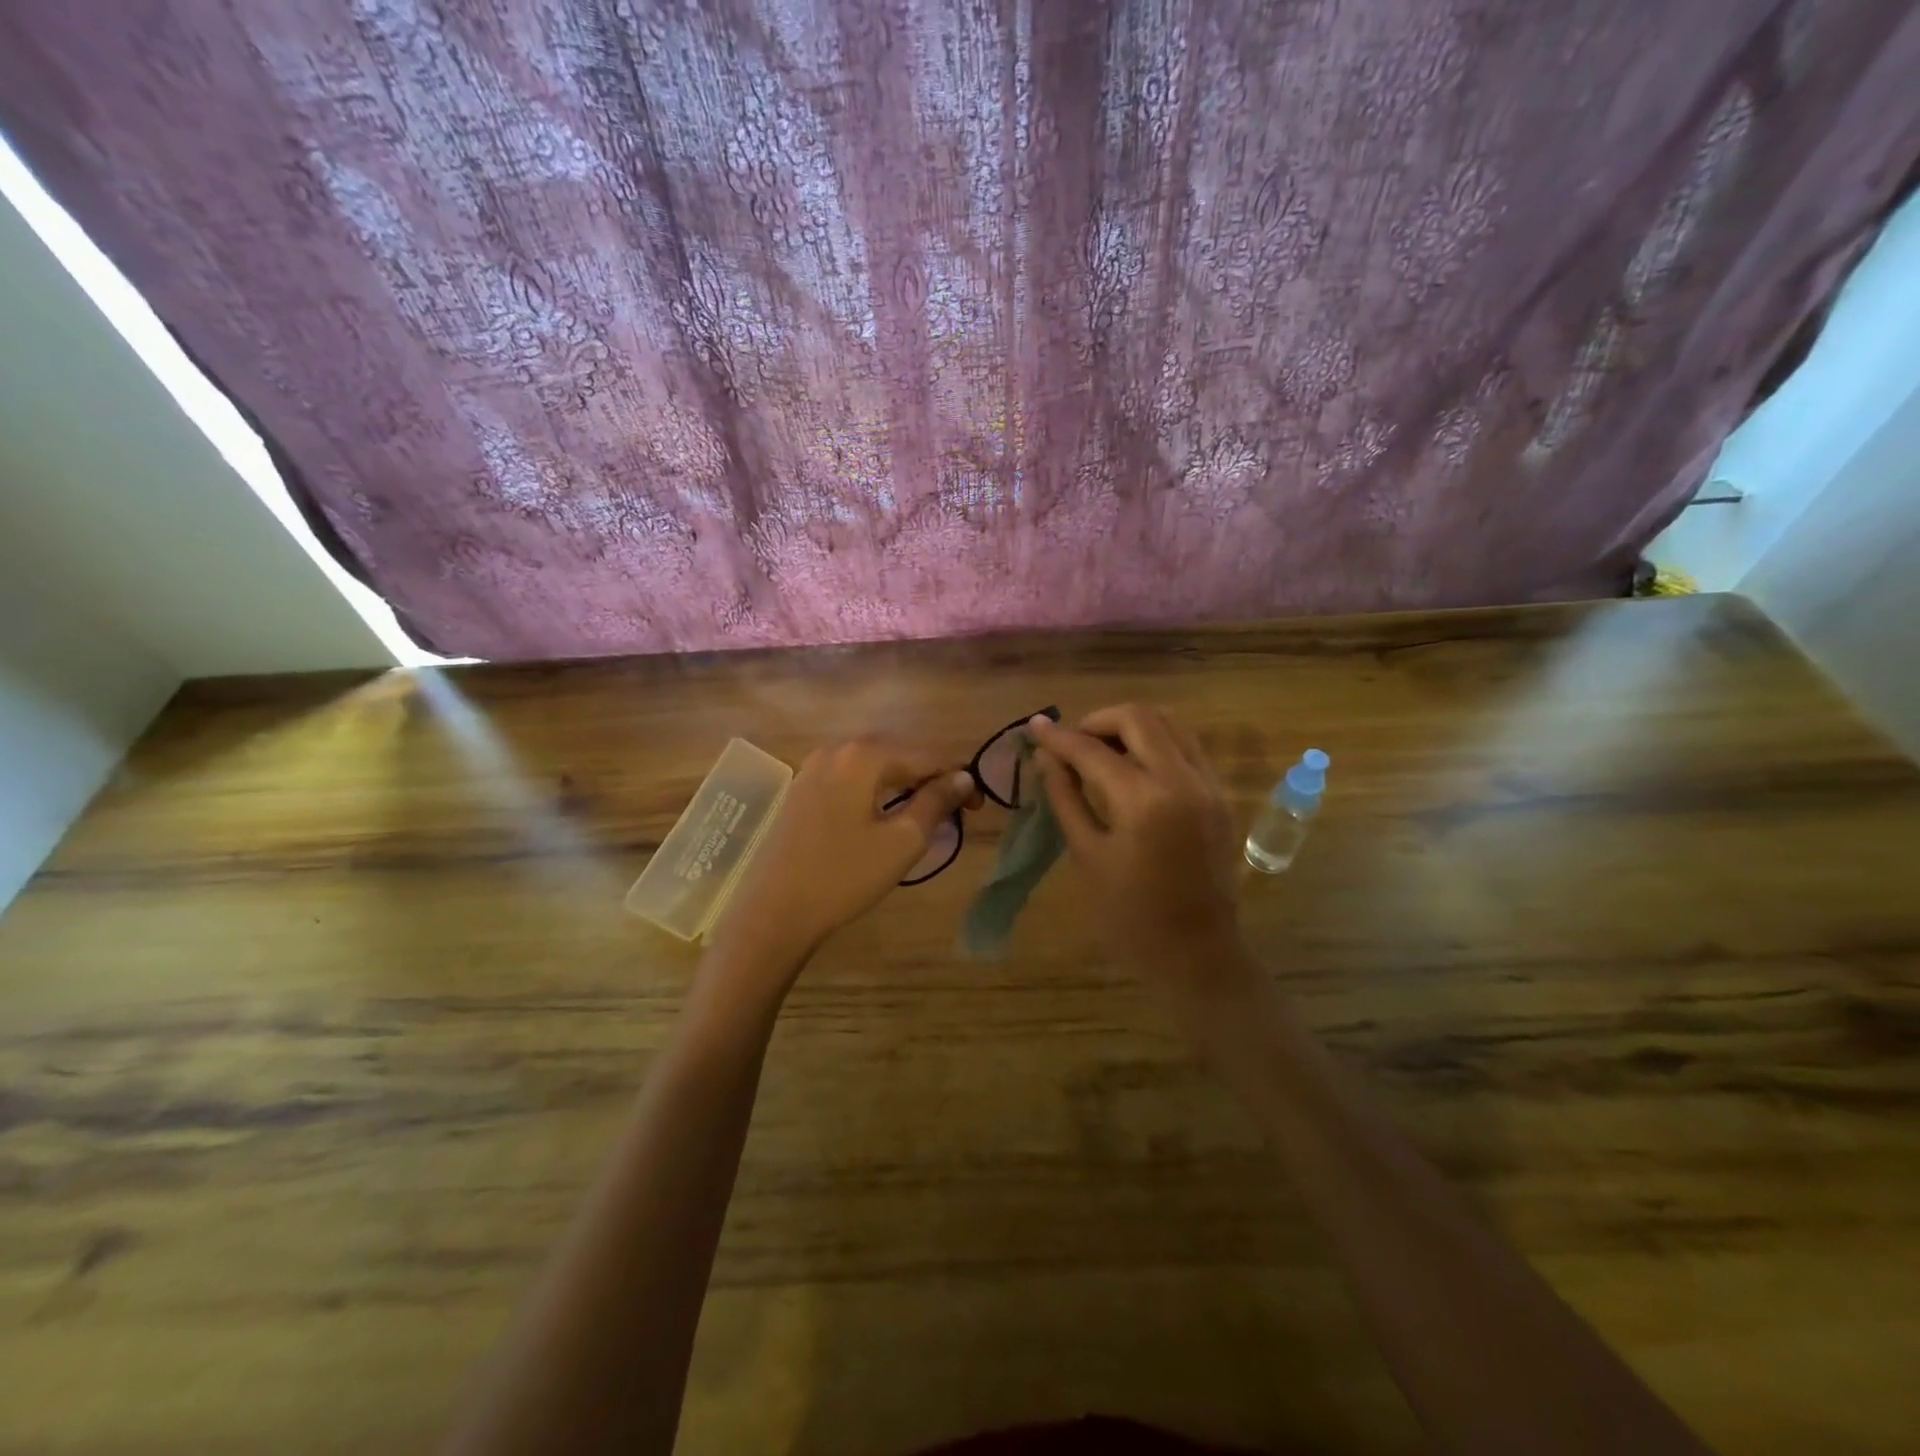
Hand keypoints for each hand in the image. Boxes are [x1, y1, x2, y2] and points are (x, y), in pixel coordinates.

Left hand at [715, 738, 975, 971]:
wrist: (774, 911)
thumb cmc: (844, 876)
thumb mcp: (902, 841)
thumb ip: (935, 802)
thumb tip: (963, 777)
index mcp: (864, 755)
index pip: (927, 757)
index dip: (958, 780)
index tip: (977, 810)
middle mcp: (837, 749)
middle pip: (899, 755)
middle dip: (930, 779)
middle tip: (954, 813)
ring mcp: (813, 767)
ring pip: (873, 767)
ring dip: (903, 785)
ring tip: (924, 815)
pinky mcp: (801, 789)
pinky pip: (850, 779)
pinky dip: (875, 791)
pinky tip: (883, 816)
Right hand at [1030, 706, 1257, 1022]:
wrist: (1198, 953)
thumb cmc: (1131, 915)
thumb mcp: (1087, 855)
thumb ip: (1066, 798)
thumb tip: (1046, 758)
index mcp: (1145, 802)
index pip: (1093, 750)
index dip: (1059, 737)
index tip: (1035, 727)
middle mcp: (1184, 780)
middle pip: (1139, 717)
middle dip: (1098, 720)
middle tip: (1073, 743)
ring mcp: (1209, 785)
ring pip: (1170, 723)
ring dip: (1130, 727)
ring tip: (1102, 750)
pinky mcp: (1221, 795)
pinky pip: (1187, 746)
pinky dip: (1156, 742)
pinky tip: (1134, 766)